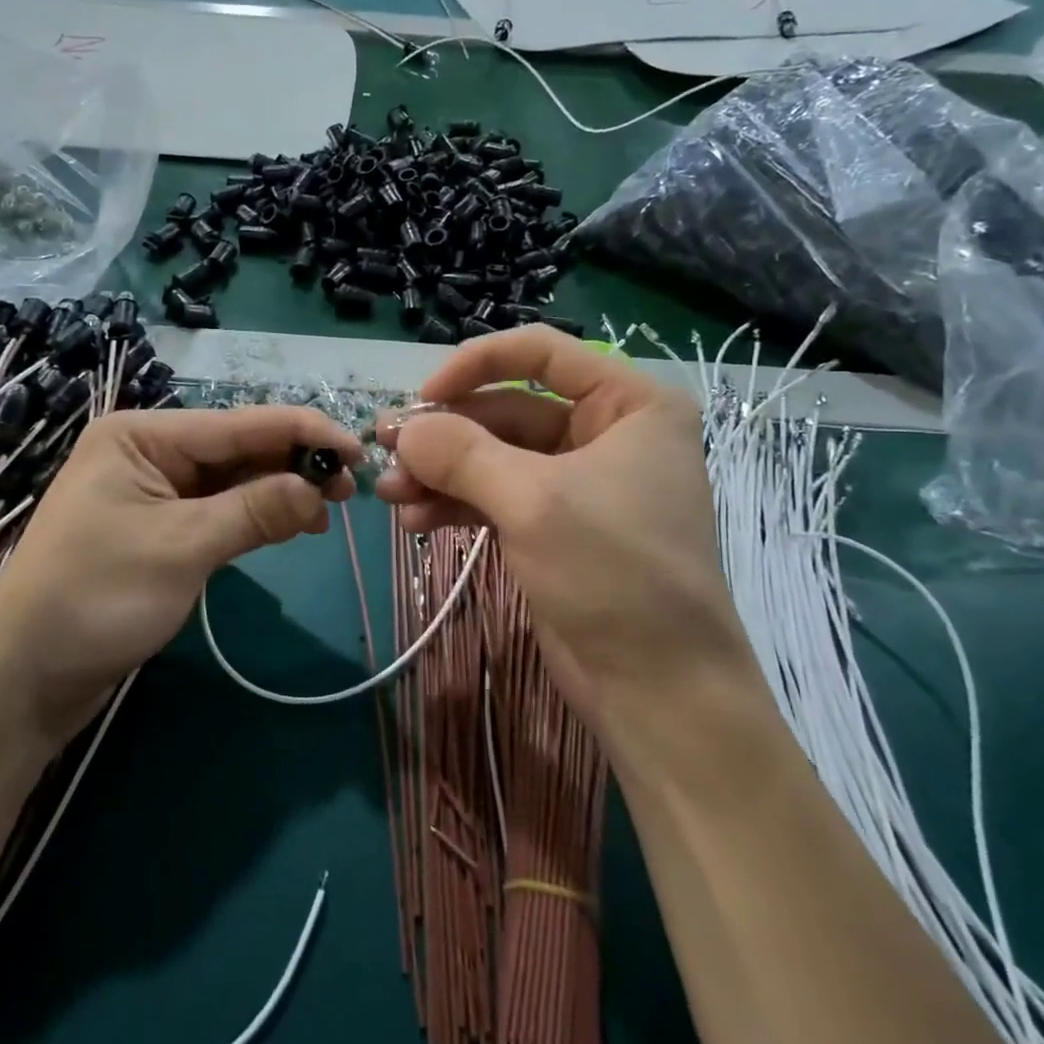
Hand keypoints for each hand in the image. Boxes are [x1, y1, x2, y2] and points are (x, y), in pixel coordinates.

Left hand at [0, 406, 360, 746]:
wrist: (24, 677)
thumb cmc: (95, 598)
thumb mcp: (182, 548)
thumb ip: (254, 510)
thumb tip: (317, 488)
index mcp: (143, 435)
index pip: (238, 423)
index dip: (302, 432)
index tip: (358, 449)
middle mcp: (148, 452)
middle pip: (237, 448)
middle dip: (293, 464)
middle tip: (349, 489)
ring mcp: (153, 491)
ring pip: (232, 480)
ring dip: (279, 491)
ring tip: (329, 510)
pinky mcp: (159, 529)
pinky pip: (218, 510)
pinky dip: (255, 516)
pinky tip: (292, 525)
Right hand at [375, 328, 751, 739]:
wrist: (659, 691)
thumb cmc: (614, 573)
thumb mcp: (533, 501)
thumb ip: (461, 453)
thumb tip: (402, 429)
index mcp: (628, 404)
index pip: (540, 352)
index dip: (475, 364)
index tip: (422, 395)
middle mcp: (605, 433)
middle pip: (506, 409)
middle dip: (444, 434)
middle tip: (384, 448)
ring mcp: (575, 482)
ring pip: (492, 457)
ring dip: (439, 472)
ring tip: (390, 493)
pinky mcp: (551, 526)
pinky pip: (493, 496)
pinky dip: (454, 503)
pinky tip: (415, 520)